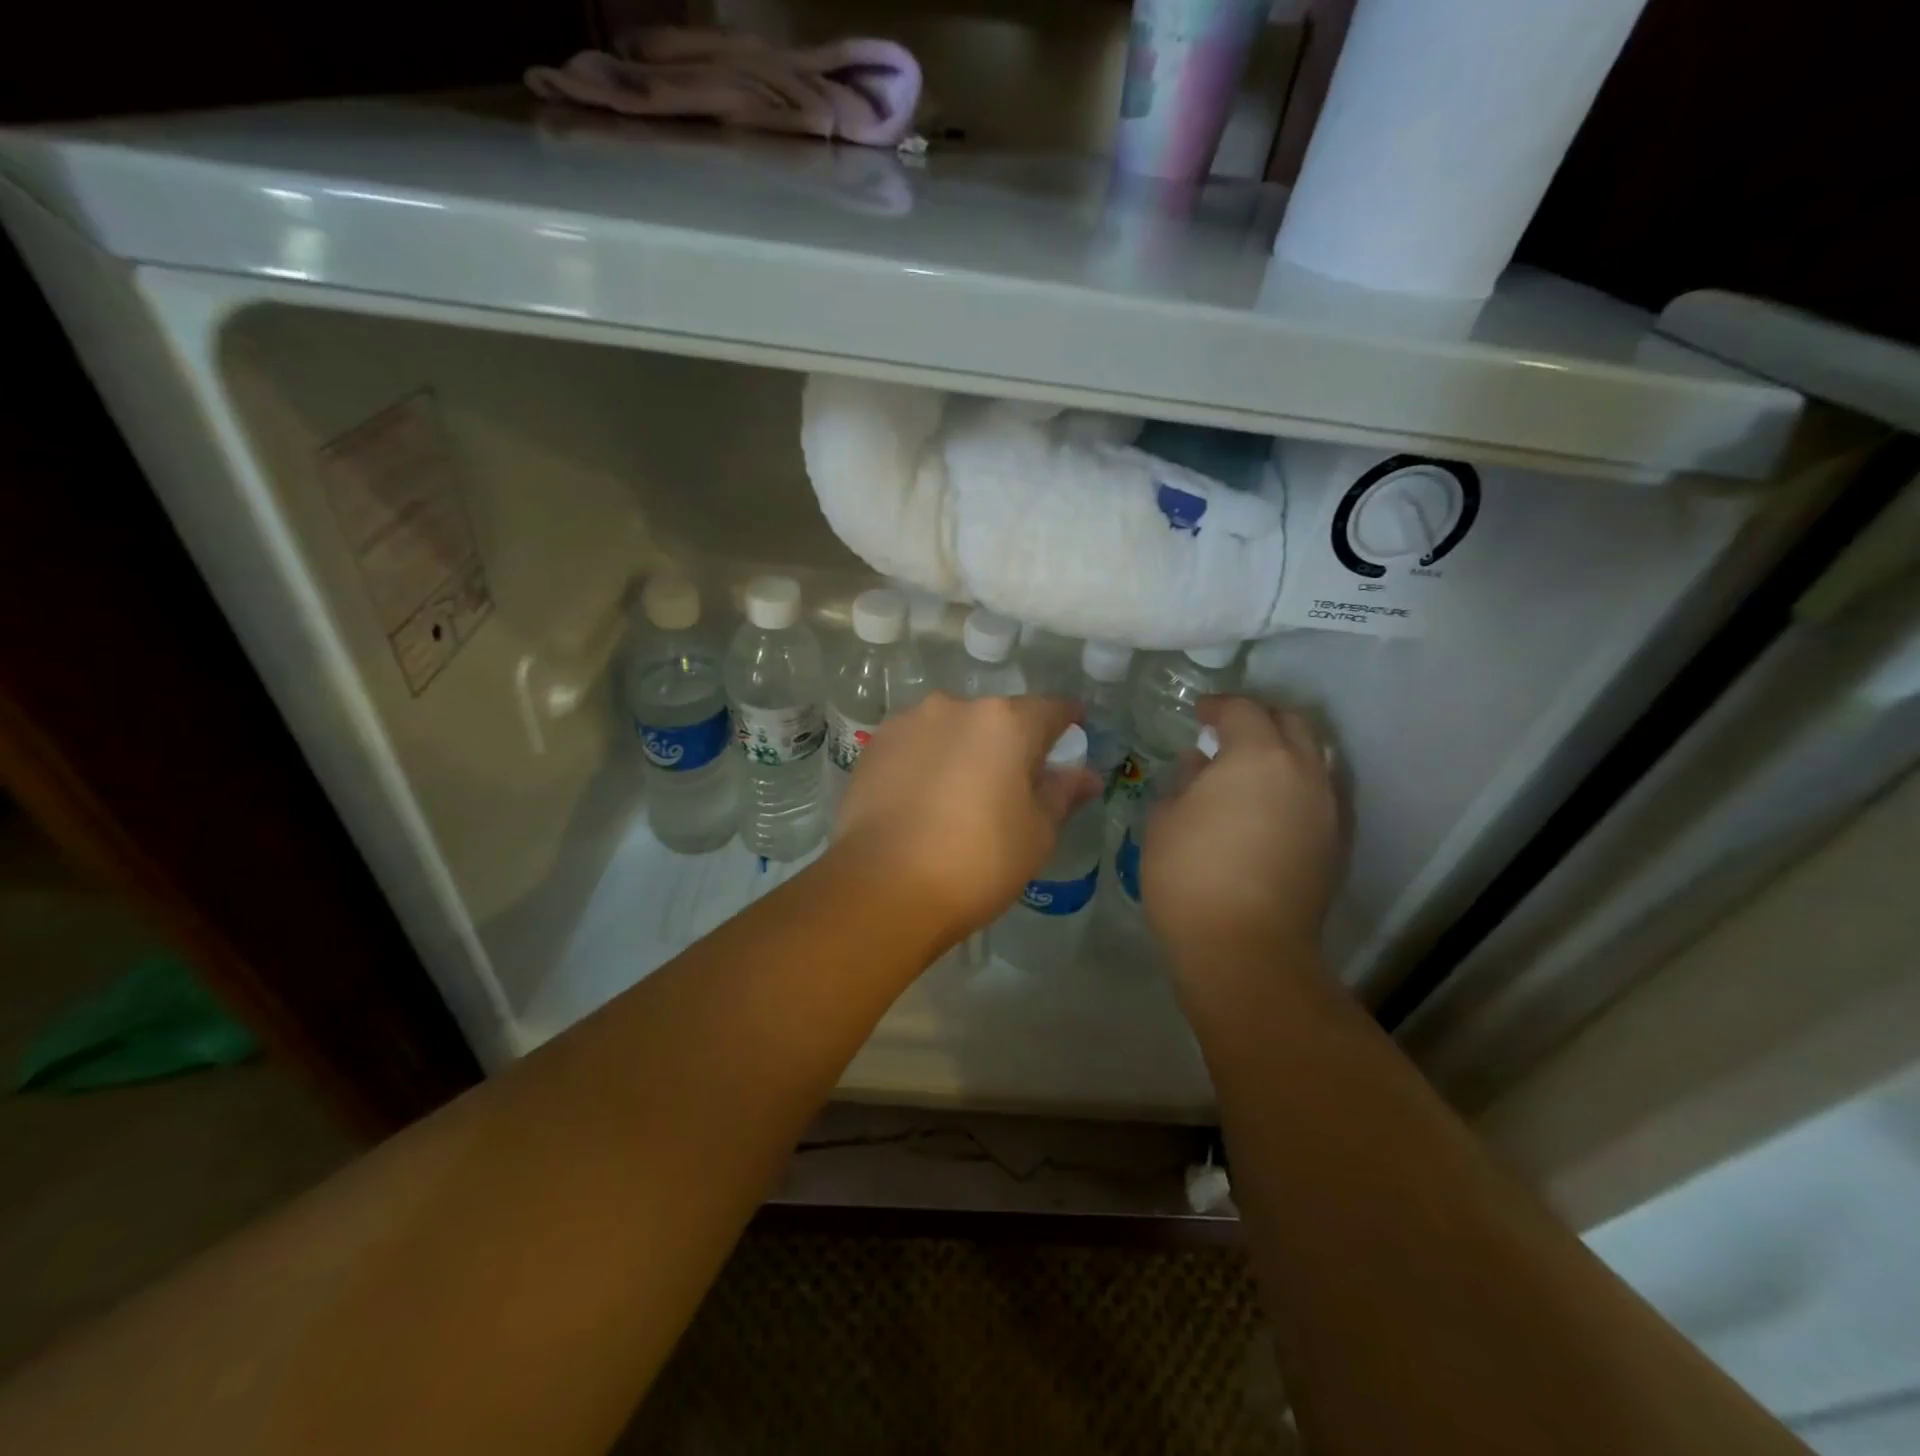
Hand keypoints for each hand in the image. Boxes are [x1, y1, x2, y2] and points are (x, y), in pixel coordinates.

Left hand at [834, 692, 1102, 942]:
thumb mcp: (1036, 834)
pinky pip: (916, 745)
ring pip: (952, 729)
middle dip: (1011, 742)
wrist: (882, 888)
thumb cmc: (976, 861)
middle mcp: (955, 707)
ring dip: (965, 750)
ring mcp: (909, 722)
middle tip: (1015, 782)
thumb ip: (1062, 794)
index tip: (1073, 737)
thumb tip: (1085, 775)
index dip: (1068, 723)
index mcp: (1005, 722)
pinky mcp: (874, 746)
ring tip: (962, 794)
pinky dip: (928, 761)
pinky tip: (925, 798)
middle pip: (997, 718)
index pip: (1051, 710)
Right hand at [1140, 697, 1339, 970]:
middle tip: (1227, 733)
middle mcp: (1302, 772)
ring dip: (1281, 752)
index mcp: (1258, 757)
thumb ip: (1184, 782)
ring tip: (1247, 770)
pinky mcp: (1333, 844)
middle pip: (1291, 724)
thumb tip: (1199, 766)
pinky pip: (1315, 794)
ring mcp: (1325, 809)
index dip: (1217, 706)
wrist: (1245, 949)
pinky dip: (1291, 786)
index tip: (1198, 714)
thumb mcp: (1165, 820)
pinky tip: (1263, 807)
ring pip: (1311, 758)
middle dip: (1259, 719)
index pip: (1243, 710)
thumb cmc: (1191, 875)